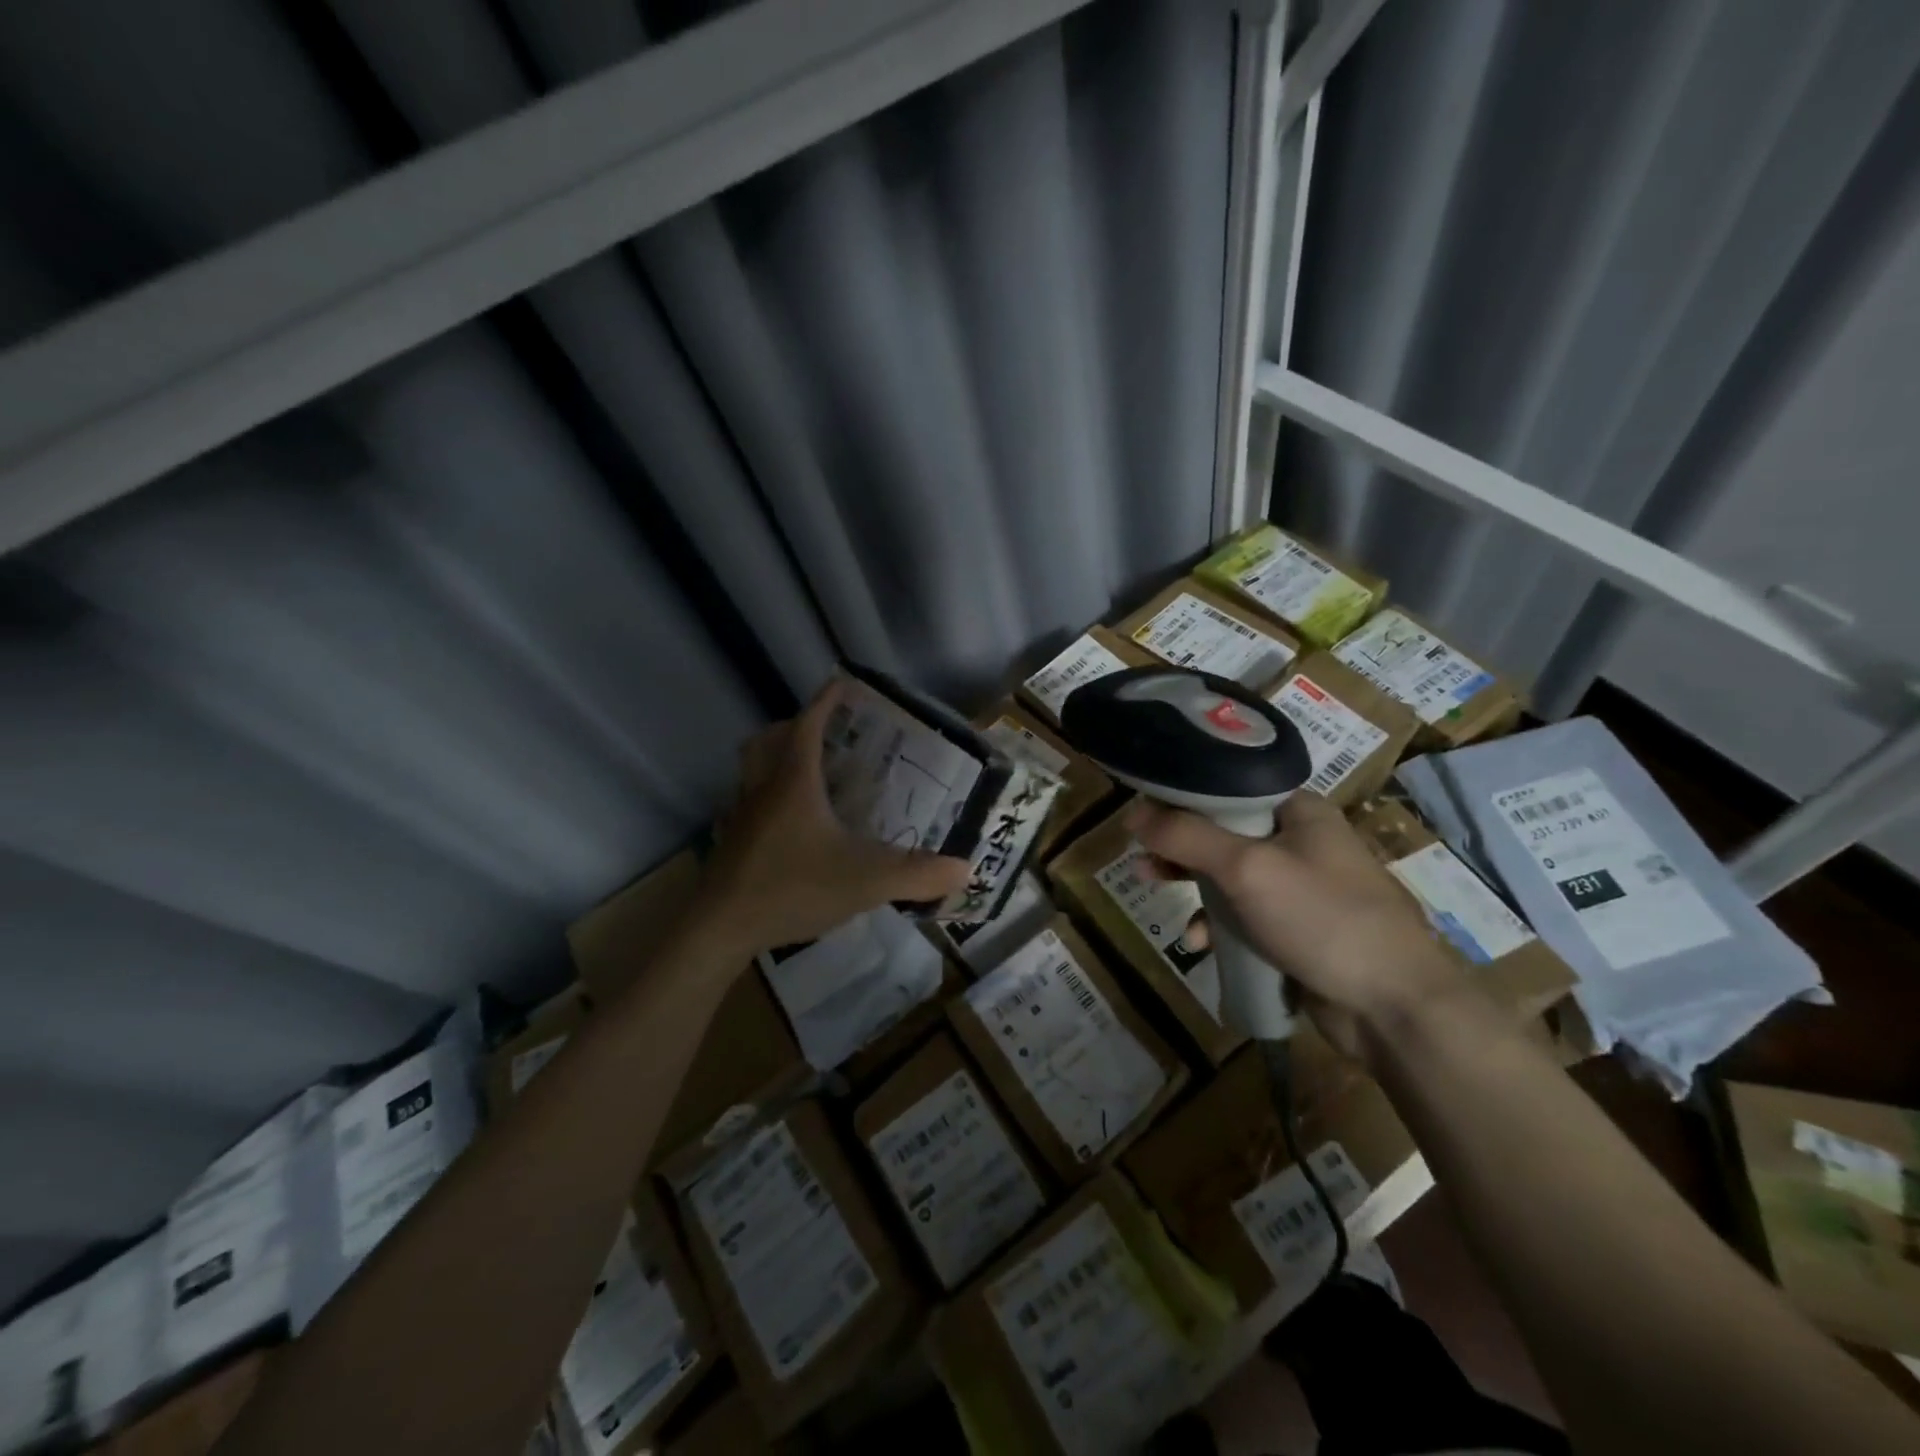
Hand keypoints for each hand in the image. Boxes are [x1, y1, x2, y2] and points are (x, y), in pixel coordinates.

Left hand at [694, 681, 971, 955]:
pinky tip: (788, 824)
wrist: (721, 928)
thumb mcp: (865, 881)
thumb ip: (916, 874)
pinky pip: (747, 803)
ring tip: (808, 773)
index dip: (826, 702)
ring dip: (775, 758)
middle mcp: (763, 789)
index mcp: (794, 783)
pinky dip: (766, 798)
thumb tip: (965, 869)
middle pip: (768, 740)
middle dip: (794, 726)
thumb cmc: (792, 888)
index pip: (807, 725)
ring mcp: (741, 816)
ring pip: (751, 770)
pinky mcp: (731, 842)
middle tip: (825, 733)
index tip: (843, 683)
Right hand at [1126, 792, 1466, 1059]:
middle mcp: (1302, 841)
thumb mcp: (1247, 869)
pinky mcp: (1298, 929)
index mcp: (1299, 811)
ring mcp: (1302, 888)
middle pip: (1224, 832)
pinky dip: (1220, 925)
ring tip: (1157, 893)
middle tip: (1141, 858)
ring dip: (1195, 889)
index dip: (1183, 797)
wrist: (1394, 1007)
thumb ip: (1187, 837)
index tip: (1143, 811)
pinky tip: (1202, 944)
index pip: (1229, 788)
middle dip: (1181, 848)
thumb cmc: (1322, 918)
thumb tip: (1132, 813)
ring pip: (1231, 877)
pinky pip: (1246, 916)